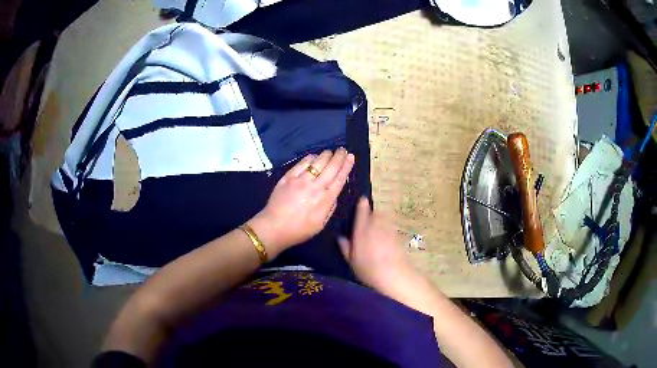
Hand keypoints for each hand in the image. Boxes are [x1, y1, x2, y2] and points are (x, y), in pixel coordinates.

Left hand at [249, 148, 354, 257]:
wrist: (274, 227)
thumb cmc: (300, 230)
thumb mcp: (321, 224)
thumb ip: (330, 207)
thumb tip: (334, 192)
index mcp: (325, 199)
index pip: (339, 178)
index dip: (346, 166)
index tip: (351, 157)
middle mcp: (315, 186)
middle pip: (331, 167)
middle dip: (339, 156)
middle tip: (343, 150)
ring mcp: (300, 180)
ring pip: (317, 162)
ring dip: (326, 155)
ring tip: (330, 151)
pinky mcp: (288, 177)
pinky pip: (302, 163)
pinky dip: (310, 158)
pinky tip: (314, 156)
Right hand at [338, 197, 416, 292]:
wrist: (394, 275)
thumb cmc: (368, 270)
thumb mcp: (351, 261)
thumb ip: (345, 247)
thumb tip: (340, 236)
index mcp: (362, 230)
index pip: (362, 210)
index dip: (362, 204)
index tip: (361, 199)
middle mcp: (376, 225)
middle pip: (375, 213)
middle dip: (371, 215)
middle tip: (367, 223)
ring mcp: (389, 229)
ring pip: (385, 218)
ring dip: (381, 220)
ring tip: (377, 230)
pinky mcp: (398, 235)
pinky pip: (391, 227)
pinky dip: (388, 229)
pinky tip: (385, 239)